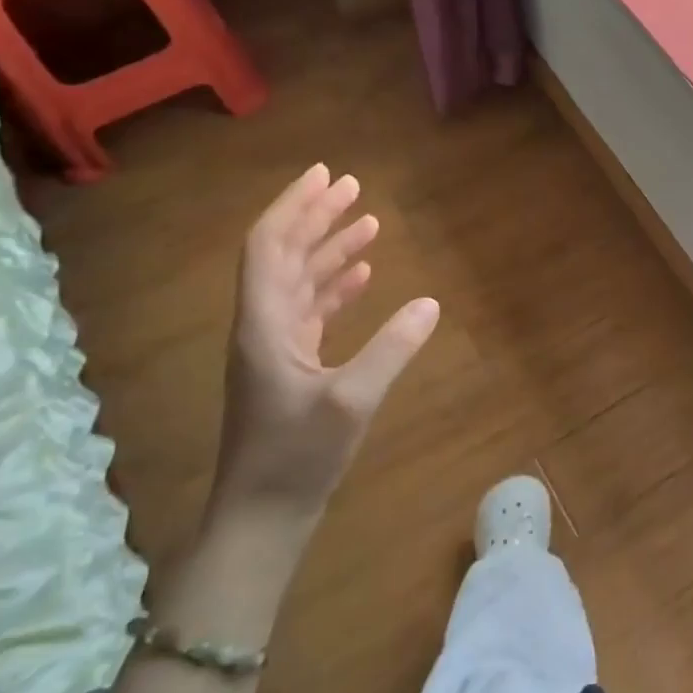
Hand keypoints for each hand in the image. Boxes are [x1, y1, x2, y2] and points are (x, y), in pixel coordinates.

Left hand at [212, 164, 438, 530]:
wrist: (262, 517)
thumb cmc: (297, 458)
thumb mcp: (351, 402)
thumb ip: (392, 349)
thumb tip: (431, 303)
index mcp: (264, 324)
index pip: (270, 246)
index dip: (295, 207)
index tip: (326, 175)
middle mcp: (264, 325)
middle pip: (284, 255)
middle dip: (316, 217)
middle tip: (352, 186)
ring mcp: (276, 347)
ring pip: (300, 281)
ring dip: (329, 249)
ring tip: (367, 222)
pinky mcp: (290, 366)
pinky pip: (312, 310)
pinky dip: (336, 287)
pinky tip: (363, 277)